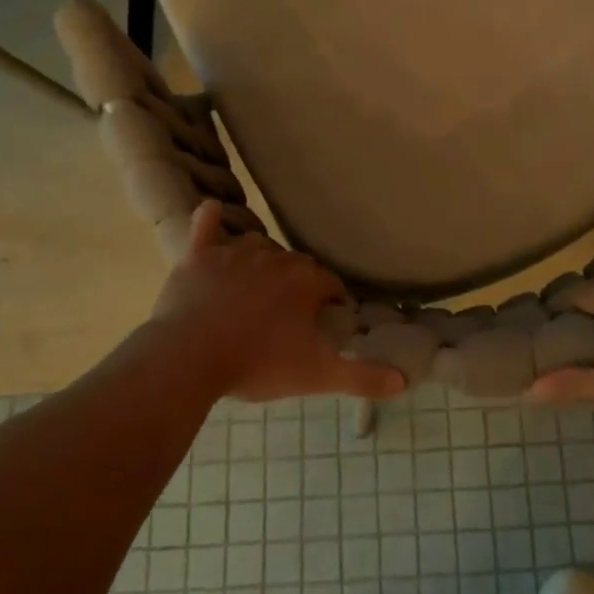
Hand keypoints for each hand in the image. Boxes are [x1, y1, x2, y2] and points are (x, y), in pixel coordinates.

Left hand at [151, 201, 403, 403]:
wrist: (189, 357)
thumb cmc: (258, 363)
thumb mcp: (317, 375)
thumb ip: (362, 377)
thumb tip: (404, 380)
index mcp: (305, 281)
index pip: (331, 283)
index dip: (332, 301)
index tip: (328, 320)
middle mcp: (275, 257)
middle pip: (296, 264)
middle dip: (298, 283)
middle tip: (290, 314)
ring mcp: (233, 253)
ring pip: (256, 246)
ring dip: (262, 261)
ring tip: (256, 288)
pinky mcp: (198, 256)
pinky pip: (205, 225)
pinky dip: (209, 220)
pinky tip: (211, 213)